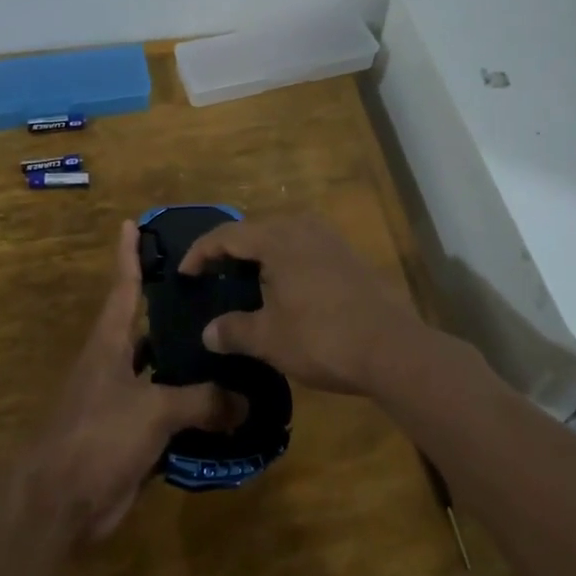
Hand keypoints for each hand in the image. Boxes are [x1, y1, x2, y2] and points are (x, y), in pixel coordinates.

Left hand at [22, 221, 237, 539]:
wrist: (59, 505)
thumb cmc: (98, 437)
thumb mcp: (153, 411)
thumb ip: (201, 401)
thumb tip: (246, 400)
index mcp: (110, 344)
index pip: (124, 288)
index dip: (129, 255)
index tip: (132, 224)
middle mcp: (114, 365)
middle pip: (147, 327)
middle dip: (175, 310)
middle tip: (215, 289)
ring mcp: (120, 401)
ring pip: (162, 372)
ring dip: (189, 364)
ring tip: (230, 346)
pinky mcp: (130, 436)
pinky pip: (168, 414)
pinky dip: (192, 410)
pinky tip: (224, 408)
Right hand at [178, 214, 427, 394]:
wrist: (391, 348)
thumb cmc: (321, 337)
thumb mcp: (269, 339)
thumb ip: (233, 331)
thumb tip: (208, 333)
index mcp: (277, 239)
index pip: (227, 235)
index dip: (200, 252)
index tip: (185, 273)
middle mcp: (303, 228)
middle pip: (255, 231)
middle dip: (230, 251)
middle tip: (213, 275)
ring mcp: (330, 240)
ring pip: (283, 238)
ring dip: (260, 256)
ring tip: (247, 282)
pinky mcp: (349, 256)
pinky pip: (305, 249)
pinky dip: (286, 262)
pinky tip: (286, 289)